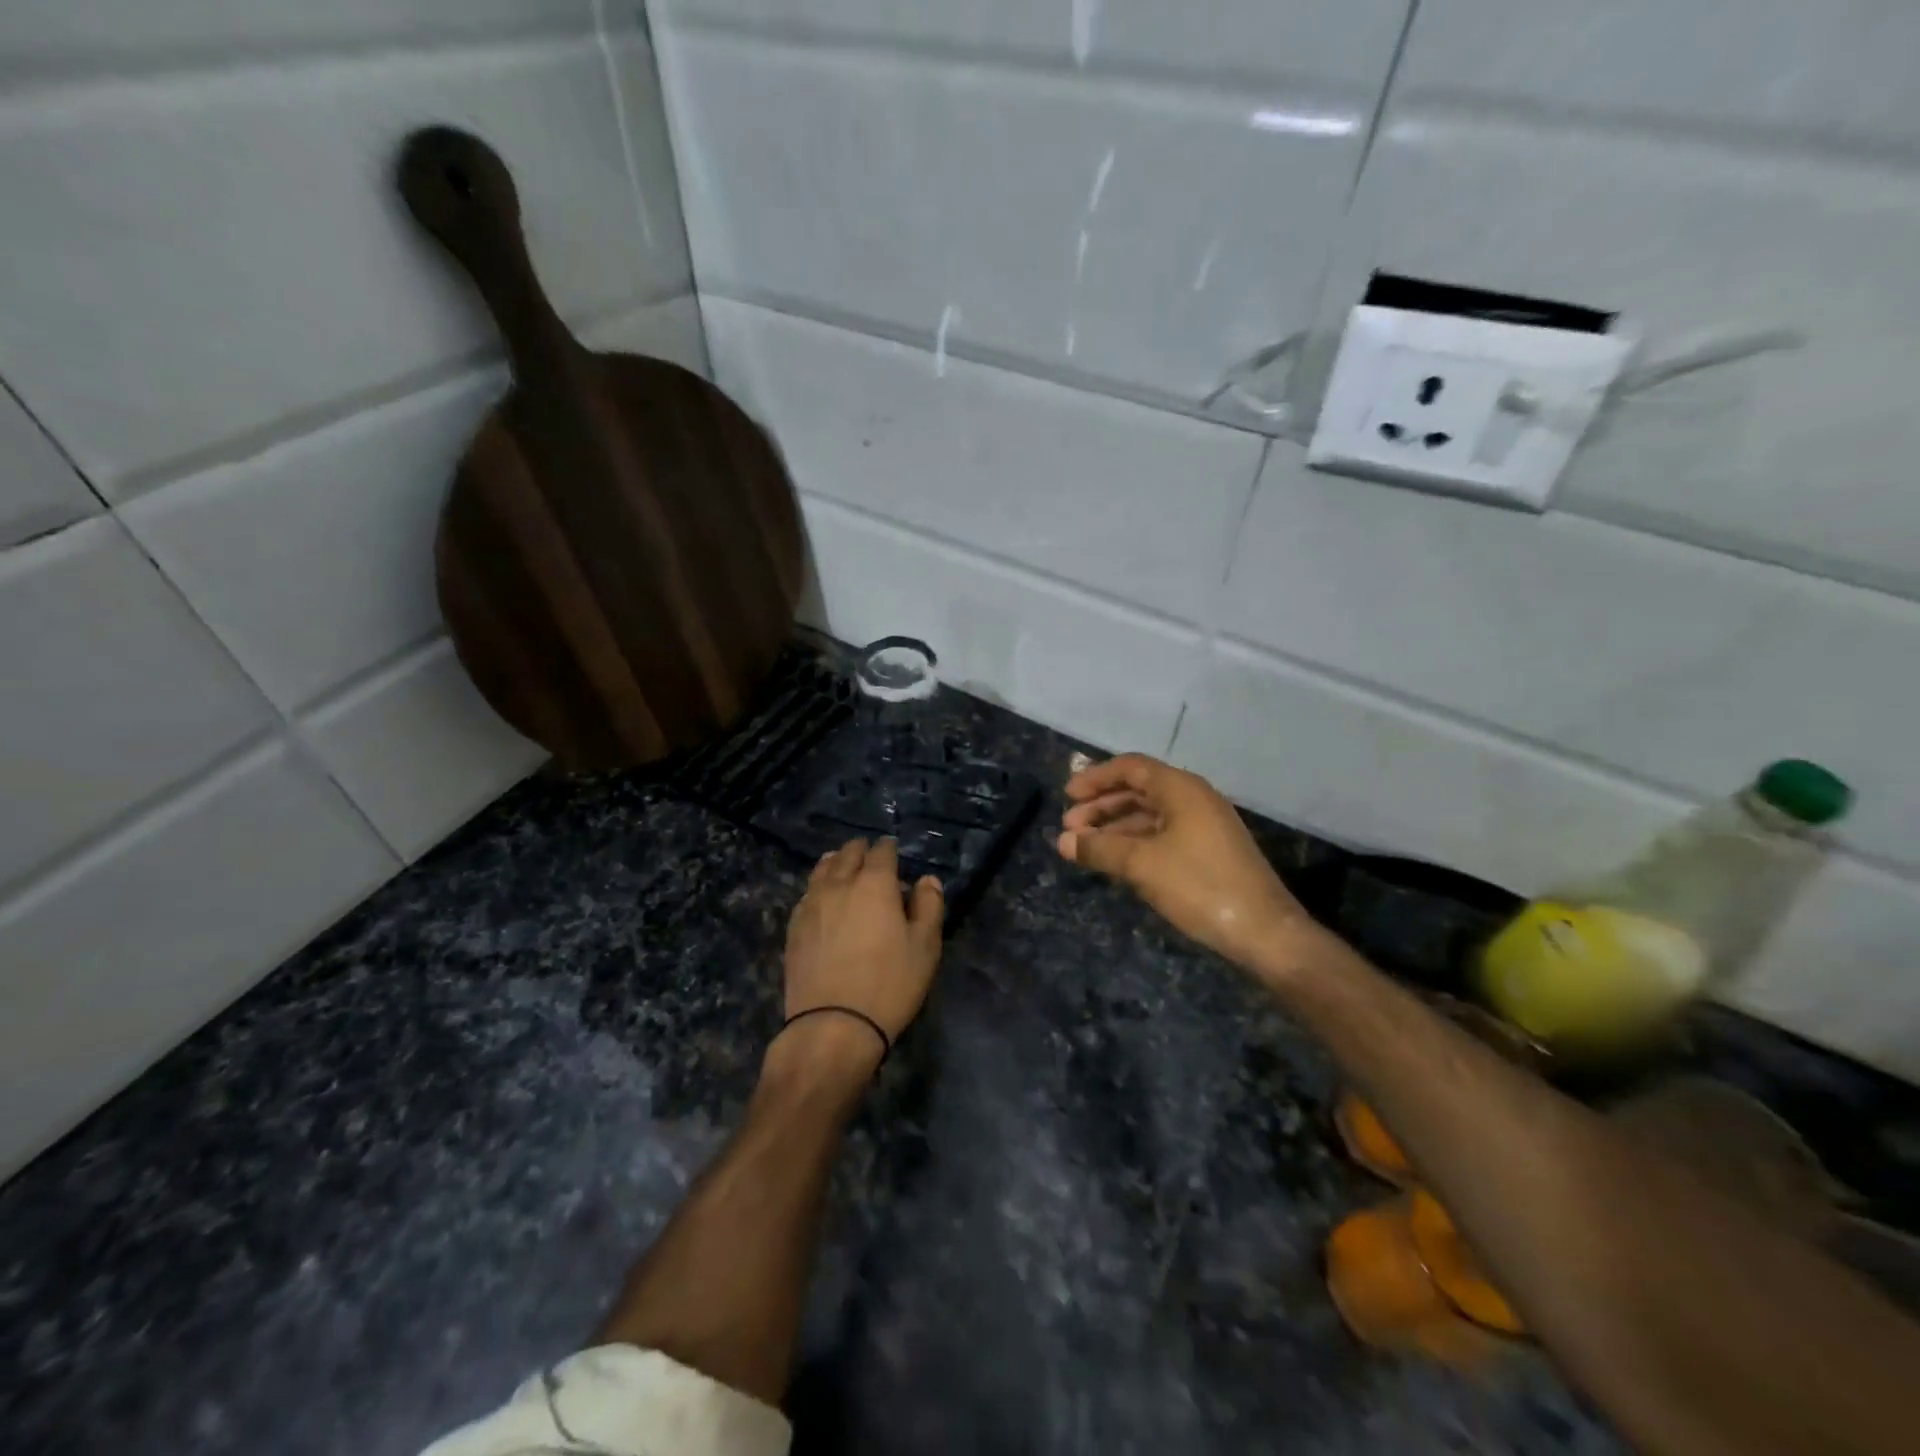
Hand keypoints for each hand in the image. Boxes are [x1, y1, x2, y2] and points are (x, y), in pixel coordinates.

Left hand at [778, 838, 943, 1077]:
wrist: (833, 1025)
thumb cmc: (889, 985)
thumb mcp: (925, 947)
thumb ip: (929, 906)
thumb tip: (926, 880)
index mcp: (875, 884)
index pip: (881, 852)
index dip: (889, 848)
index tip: (893, 850)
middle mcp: (840, 884)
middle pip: (848, 854)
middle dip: (861, 850)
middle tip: (870, 856)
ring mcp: (811, 904)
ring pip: (822, 869)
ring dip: (836, 862)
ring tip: (842, 866)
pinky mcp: (794, 926)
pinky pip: (807, 893)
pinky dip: (818, 886)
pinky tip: (822, 897)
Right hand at [1058, 754, 1312, 978]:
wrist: (1264, 932)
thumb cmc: (1199, 886)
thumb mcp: (1141, 865)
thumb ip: (1099, 848)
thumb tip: (1062, 841)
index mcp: (1180, 789)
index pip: (1130, 768)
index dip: (1096, 779)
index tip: (1067, 796)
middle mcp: (1193, 799)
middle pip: (1138, 790)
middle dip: (1101, 806)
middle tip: (1070, 828)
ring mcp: (1204, 825)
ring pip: (1149, 815)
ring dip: (1116, 827)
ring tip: (1086, 847)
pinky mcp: (1209, 851)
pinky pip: (1162, 835)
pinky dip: (1135, 842)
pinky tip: (1117, 862)